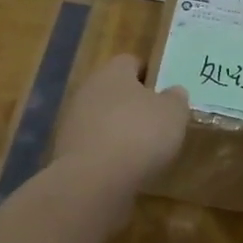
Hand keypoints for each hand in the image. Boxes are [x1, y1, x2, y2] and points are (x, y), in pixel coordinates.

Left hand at [52, 55, 188, 196]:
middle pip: (115, 91)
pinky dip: (107, 154)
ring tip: (142, 151)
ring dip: (119, 130)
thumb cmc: (138, 135)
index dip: (150, 75)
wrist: (92, 181)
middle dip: (133, 104)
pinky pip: (93, 145)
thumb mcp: (173, 114)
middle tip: (156, 122)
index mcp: (113, 72)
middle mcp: (88, 89)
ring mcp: (73, 121)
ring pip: (102, 118)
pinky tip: (123, 170)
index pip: (131, 62)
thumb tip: (174, 92)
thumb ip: (176, 99)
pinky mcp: (66, 151)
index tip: (164, 93)